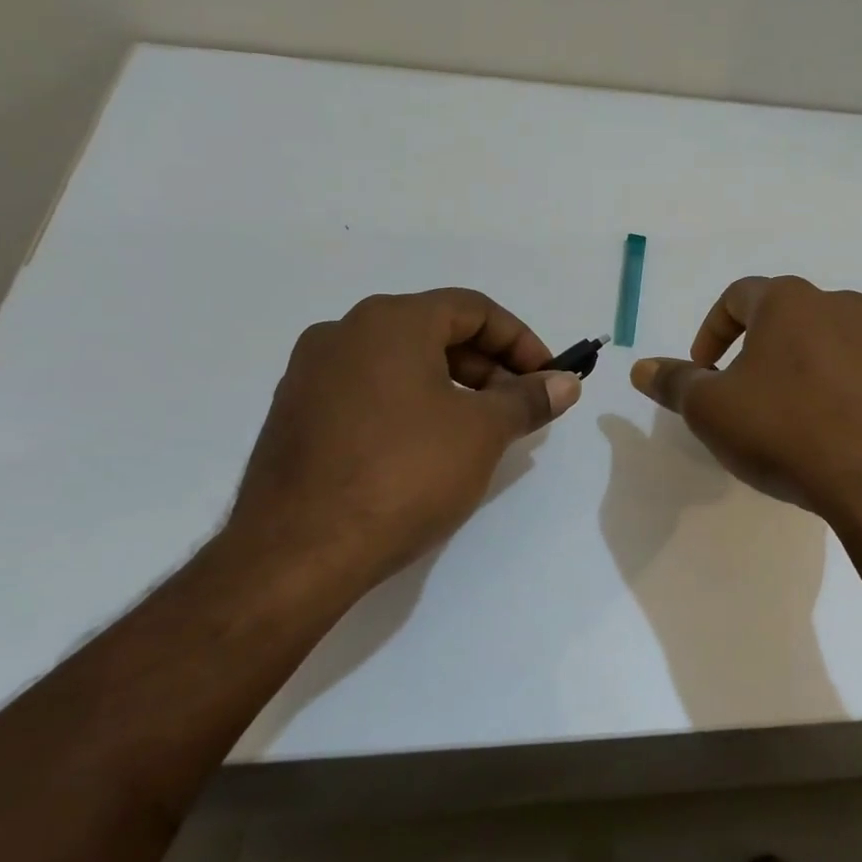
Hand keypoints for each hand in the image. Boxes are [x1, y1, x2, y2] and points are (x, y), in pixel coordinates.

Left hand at [225, 289, 580, 593]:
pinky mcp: (295, 413)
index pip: (473, 309)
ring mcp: (311, 372)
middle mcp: (345, 331)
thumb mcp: (482, 433)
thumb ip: (529, 399)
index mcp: (391, 321)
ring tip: (478, 431)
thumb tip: (565, 383)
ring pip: (400, 362)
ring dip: (450, 386)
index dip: (520, 341)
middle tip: (517, 407)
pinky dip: (409, 404)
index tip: (546, 378)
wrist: (297, 552)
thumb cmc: (404, 474)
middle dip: (487, 366)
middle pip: (435, 331)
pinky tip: (425, 448)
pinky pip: (368, 390)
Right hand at [630, 276, 861, 528]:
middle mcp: (839, 305)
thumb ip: (674, 383)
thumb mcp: (711, 410)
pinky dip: (830, 391)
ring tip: (782, 417)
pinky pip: (854, 373)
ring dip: (794, 370)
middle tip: (739, 394)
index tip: (702, 372)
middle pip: (782, 318)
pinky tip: (823, 433)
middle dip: (753, 351)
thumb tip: (642, 367)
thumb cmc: (784, 429)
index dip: (710, 332)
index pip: (737, 296)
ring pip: (822, 344)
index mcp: (789, 300)